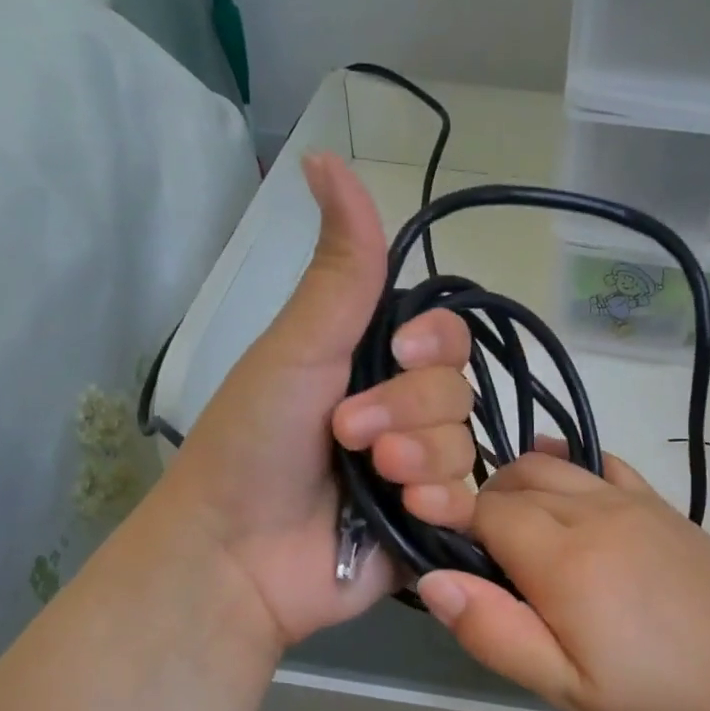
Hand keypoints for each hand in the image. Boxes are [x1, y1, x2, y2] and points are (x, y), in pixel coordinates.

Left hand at [157, 152, 476, 647]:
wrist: (239, 554)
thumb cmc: (254, 445)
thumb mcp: (296, 349)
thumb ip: (338, 271)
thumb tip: (329, 155)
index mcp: (368, 369)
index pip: (442, 338)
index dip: (433, 344)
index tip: (395, 355)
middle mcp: (400, 417)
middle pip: (457, 392)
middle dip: (409, 410)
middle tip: (350, 437)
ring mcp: (416, 475)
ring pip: (465, 446)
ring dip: (421, 457)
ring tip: (375, 479)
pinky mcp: (428, 526)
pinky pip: (470, 502)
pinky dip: (446, 502)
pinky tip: (411, 511)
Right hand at [414, 448, 709, 710]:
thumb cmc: (657, 697)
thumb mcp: (565, 688)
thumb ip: (495, 633)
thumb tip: (433, 579)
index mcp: (564, 559)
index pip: (485, 511)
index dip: (455, 525)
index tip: (451, 556)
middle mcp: (596, 513)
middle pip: (516, 481)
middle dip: (484, 508)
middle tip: (485, 561)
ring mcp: (635, 503)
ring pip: (555, 465)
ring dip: (521, 486)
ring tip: (518, 533)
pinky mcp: (663, 507)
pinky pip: (604, 465)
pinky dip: (570, 466)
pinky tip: (566, 491)